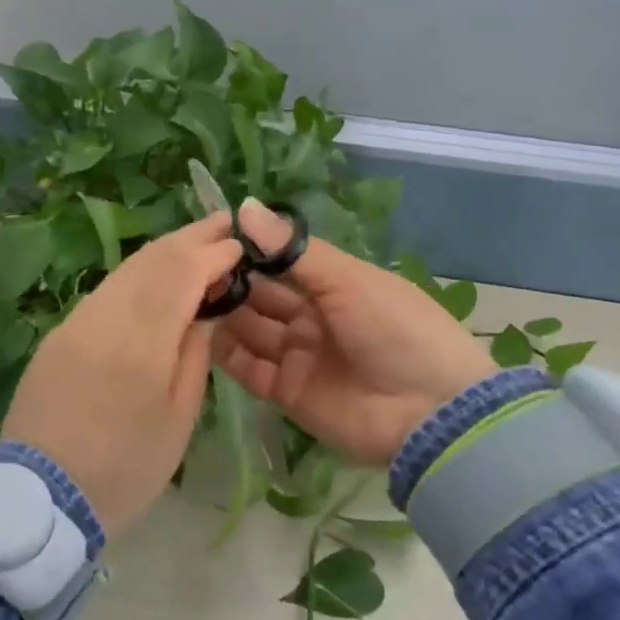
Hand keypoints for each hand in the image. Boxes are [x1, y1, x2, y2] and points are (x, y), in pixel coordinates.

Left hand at [3, 213, 242, 537]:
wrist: (42, 496)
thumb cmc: (125, 468)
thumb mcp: (178, 419)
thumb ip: (194, 354)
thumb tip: (206, 308)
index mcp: (141, 343)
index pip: (182, 273)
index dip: (214, 254)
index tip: (240, 246)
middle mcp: (104, 318)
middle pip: (151, 259)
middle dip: (190, 238)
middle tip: (223, 223)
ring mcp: (75, 322)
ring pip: (125, 270)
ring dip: (163, 251)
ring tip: (194, 243)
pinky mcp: (59, 333)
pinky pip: (105, 291)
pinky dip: (136, 274)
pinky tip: (154, 277)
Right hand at [215, 200, 499, 465]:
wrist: (430, 413)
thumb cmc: (395, 329)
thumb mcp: (348, 280)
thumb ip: (292, 249)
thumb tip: (244, 206)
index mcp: (336, 286)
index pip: (284, 262)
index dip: (252, 250)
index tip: (214, 236)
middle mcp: (314, 318)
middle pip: (263, 296)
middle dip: (233, 282)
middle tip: (194, 269)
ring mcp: (300, 356)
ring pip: (251, 330)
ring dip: (225, 314)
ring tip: (190, 296)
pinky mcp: (287, 392)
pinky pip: (249, 368)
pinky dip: (227, 353)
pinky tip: (202, 332)